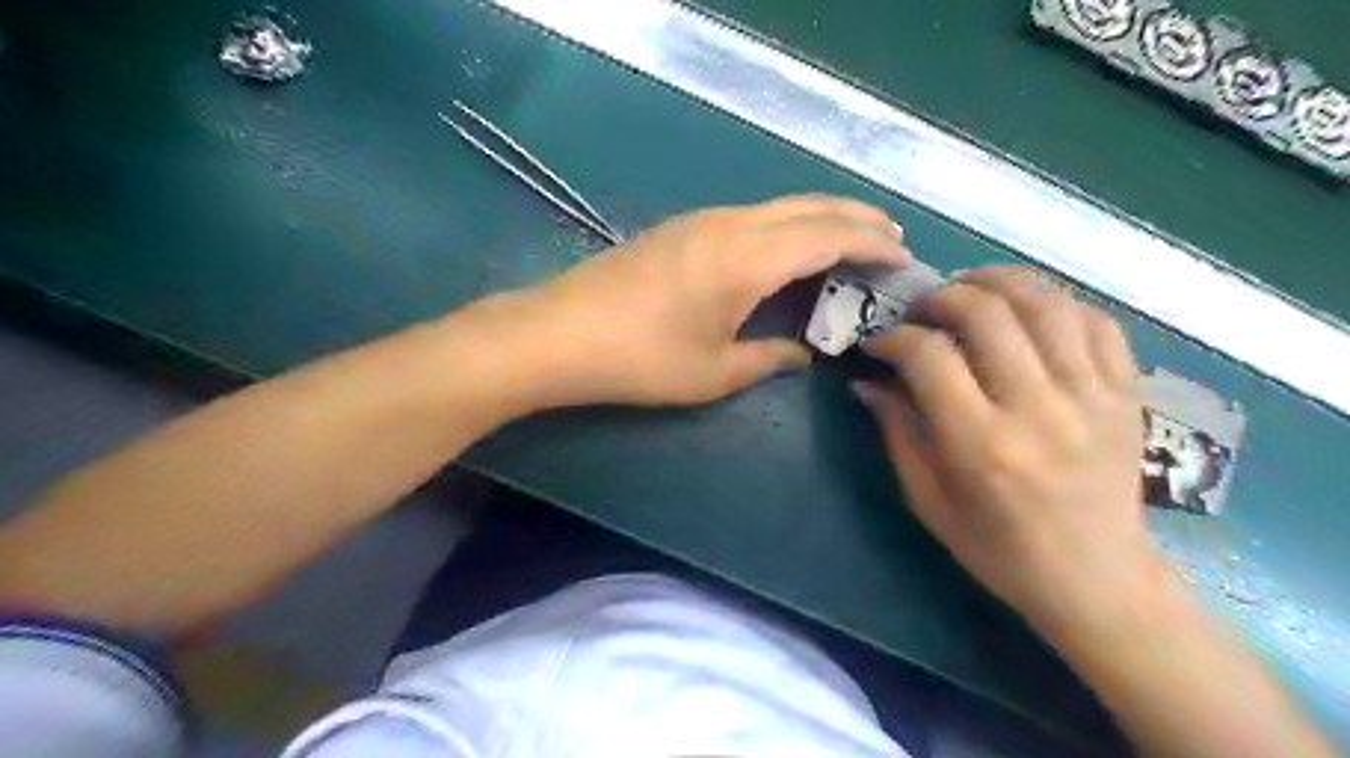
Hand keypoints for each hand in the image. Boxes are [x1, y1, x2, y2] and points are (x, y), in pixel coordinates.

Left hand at [508, 196, 904, 406]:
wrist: (558, 334)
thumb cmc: (640, 359)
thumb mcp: (714, 372)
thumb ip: (768, 358)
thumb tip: (802, 353)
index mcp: (748, 258)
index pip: (828, 234)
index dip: (872, 241)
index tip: (903, 256)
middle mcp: (731, 224)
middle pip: (809, 205)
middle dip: (856, 216)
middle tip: (890, 237)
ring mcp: (702, 219)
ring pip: (780, 205)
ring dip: (821, 217)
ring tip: (850, 239)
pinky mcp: (681, 227)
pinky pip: (753, 215)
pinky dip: (788, 224)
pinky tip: (790, 248)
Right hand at [852, 264, 1159, 632]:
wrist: (1096, 578)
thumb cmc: (997, 548)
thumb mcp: (927, 500)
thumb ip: (896, 432)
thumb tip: (868, 382)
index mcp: (982, 445)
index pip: (929, 356)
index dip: (895, 338)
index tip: (881, 344)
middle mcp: (1039, 410)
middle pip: (987, 313)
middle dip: (941, 297)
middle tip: (922, 312)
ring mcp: (1092, 397)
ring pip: (1045, 303)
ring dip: (998, 282)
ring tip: (969, 289)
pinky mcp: (1127, 394)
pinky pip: (1096, 321)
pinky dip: (1055, 302)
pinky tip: (1027, 311)